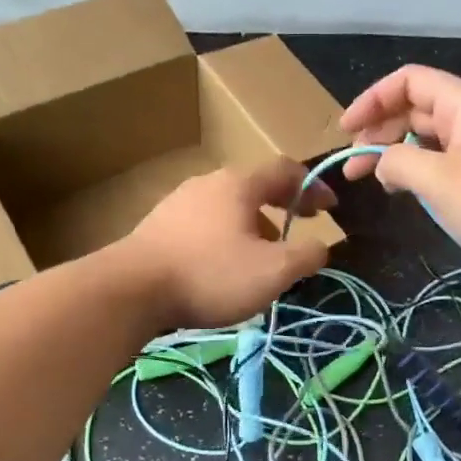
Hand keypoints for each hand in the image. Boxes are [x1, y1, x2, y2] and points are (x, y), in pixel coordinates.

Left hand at [119, 158, 334, 329]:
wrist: (130, 290)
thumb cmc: (210, 274)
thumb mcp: (273, 271)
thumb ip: (307, 255)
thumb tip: (320, 246)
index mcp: (239, 184)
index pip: (285, 170)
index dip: (312, 186)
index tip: (330, 209)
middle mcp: (207, 183)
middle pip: (254, 187)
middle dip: (282, 207)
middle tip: (299, 230)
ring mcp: (178, 202)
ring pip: (227, 207)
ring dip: (253, 226)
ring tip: (261, 257)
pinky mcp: (157, 226)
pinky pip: (203, 224)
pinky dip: (224, 237)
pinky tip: (221, 267)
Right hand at [340, 66, 460, 272]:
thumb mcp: (438, 180)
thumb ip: (398, 163)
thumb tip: (382, 162)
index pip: (408, 81)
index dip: (372, 99)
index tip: (347, 130)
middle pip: (415, 109)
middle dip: (379, 131)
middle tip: (353, 166)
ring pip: (429, 138)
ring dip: (397, 154)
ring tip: (374, 180)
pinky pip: (445, 161)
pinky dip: (420, 171)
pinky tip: (406, 190)